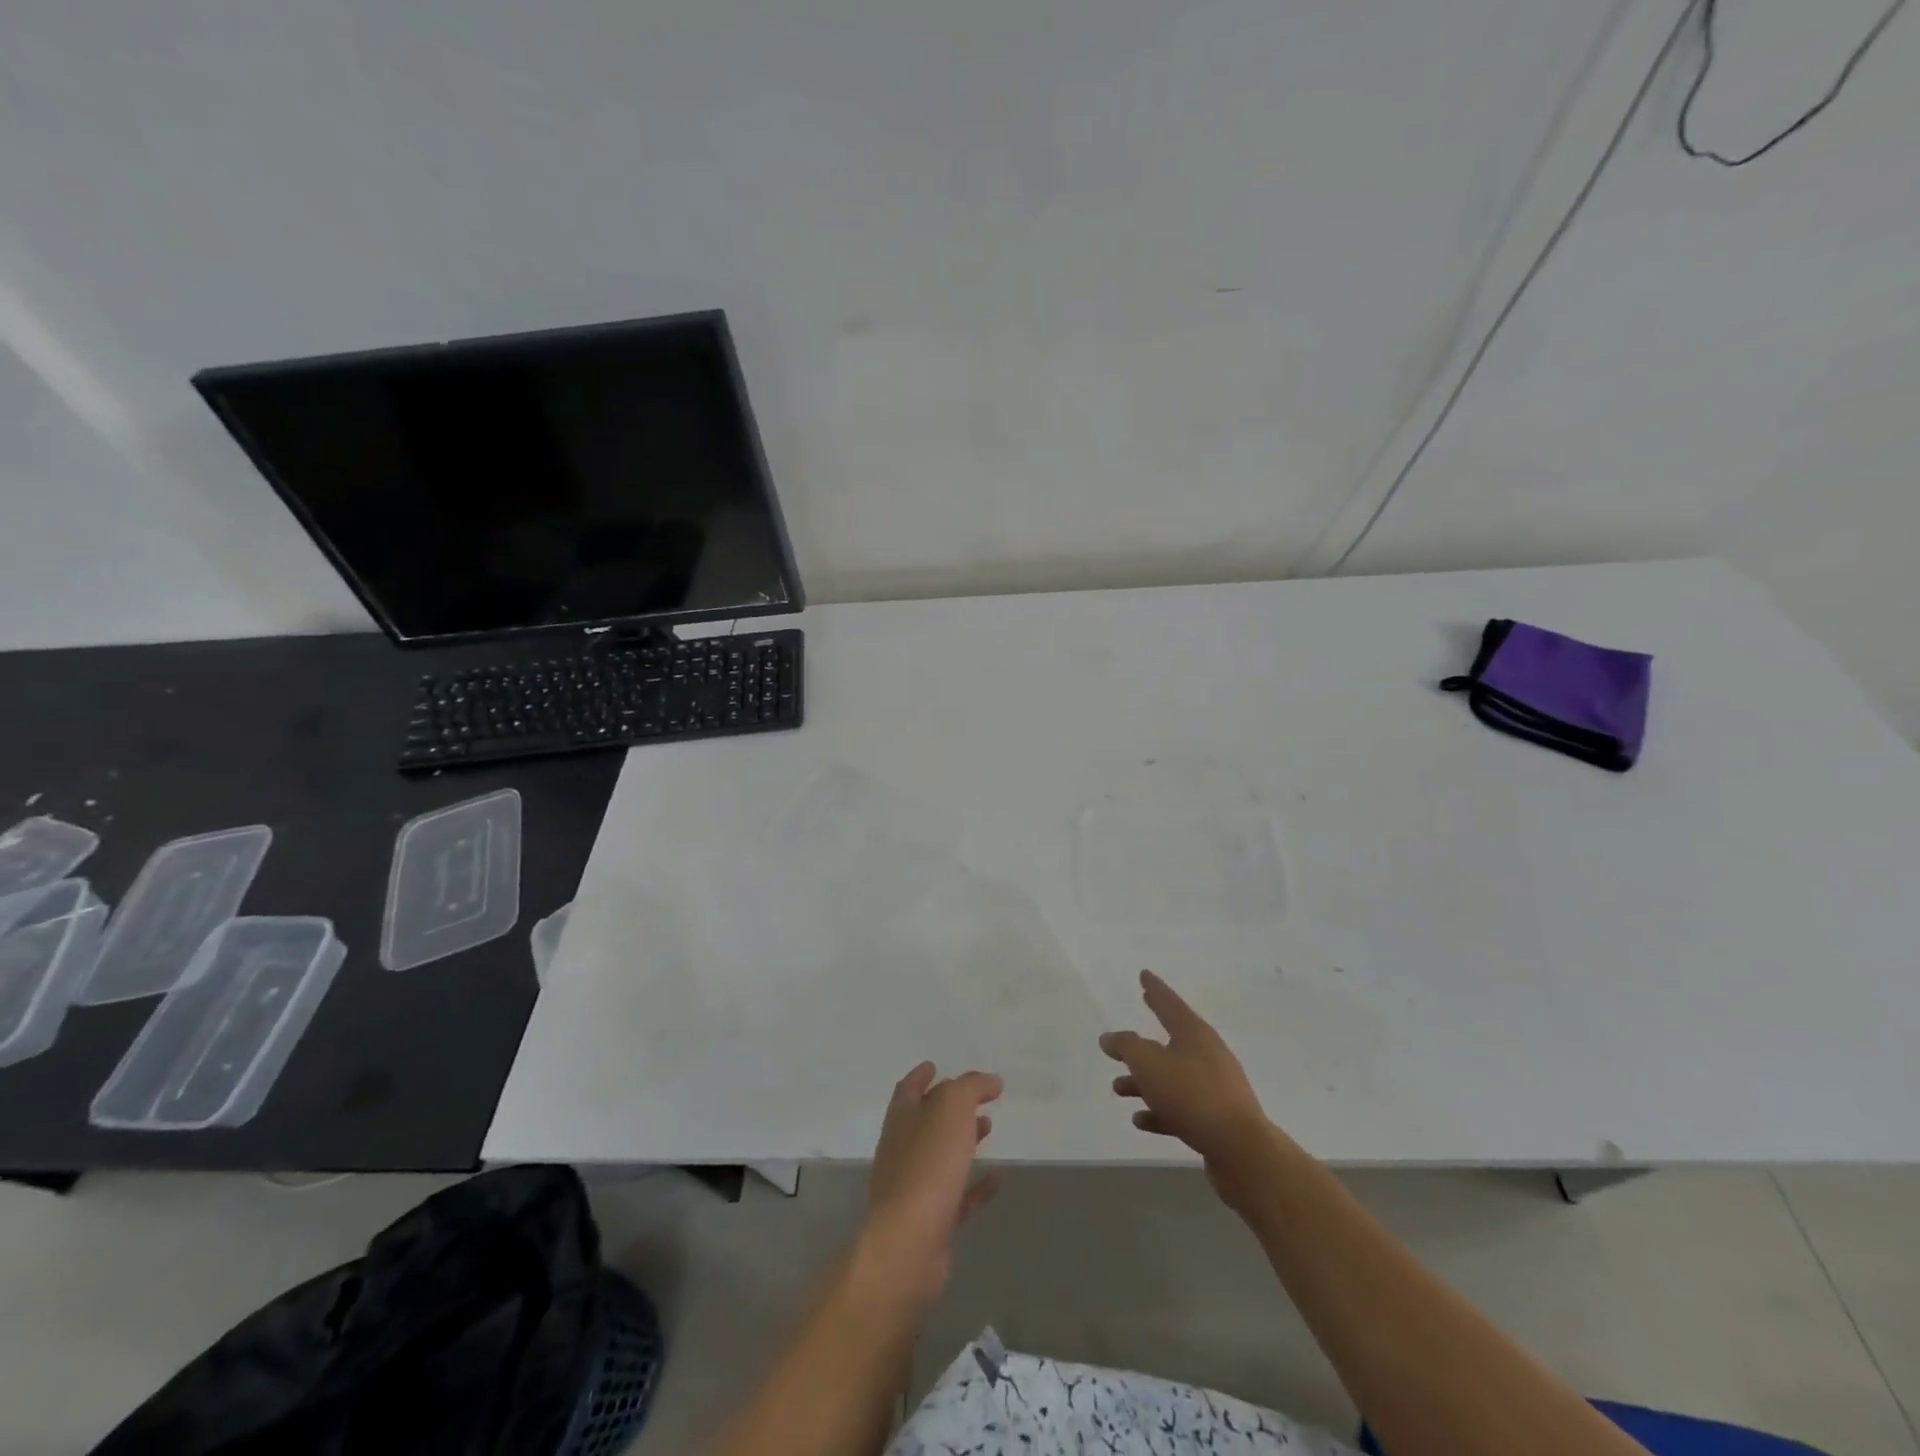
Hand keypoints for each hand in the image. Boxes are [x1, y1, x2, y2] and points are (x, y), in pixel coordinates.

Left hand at [859, 1063, 1002, 1310]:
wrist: (910, 1244)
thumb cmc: (927, 1165)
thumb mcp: (952, 1109)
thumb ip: (971, 1088)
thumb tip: (990, 1080)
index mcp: (901, 1119)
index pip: (908, 1089)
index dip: (921, 1076)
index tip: (936, 1065)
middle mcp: (902, 1149)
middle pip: (925, 1121)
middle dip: (948, 1107)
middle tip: (976, 1097)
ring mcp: (914, 1188)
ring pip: (941, 1156)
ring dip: (963, 1140)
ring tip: (989, 1128)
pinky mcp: (931, 1222)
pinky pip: (957, 1196)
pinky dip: (975, 1184)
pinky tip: (997, 1178)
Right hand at [1101, 970, 1273, 1187]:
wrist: (1240, 1150)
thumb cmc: (1191, 1094)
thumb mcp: (1148, 1063)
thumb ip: (1126, 1046)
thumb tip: (1110, 1037)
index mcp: (1194, 1033)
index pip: (1169, 1003)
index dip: (1155, 989)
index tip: (1144, 975)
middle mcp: (1207, 1054)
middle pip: (1170, 1042)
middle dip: (1142, 1044)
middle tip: (1125, 1037)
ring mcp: (1215, 1088)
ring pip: (1172, 1078)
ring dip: (1144, 1082)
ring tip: (1119, 1088)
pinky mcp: (1216, 1119)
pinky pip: (1181, 1108)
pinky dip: (1159, 1111)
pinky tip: (1140, 1120)